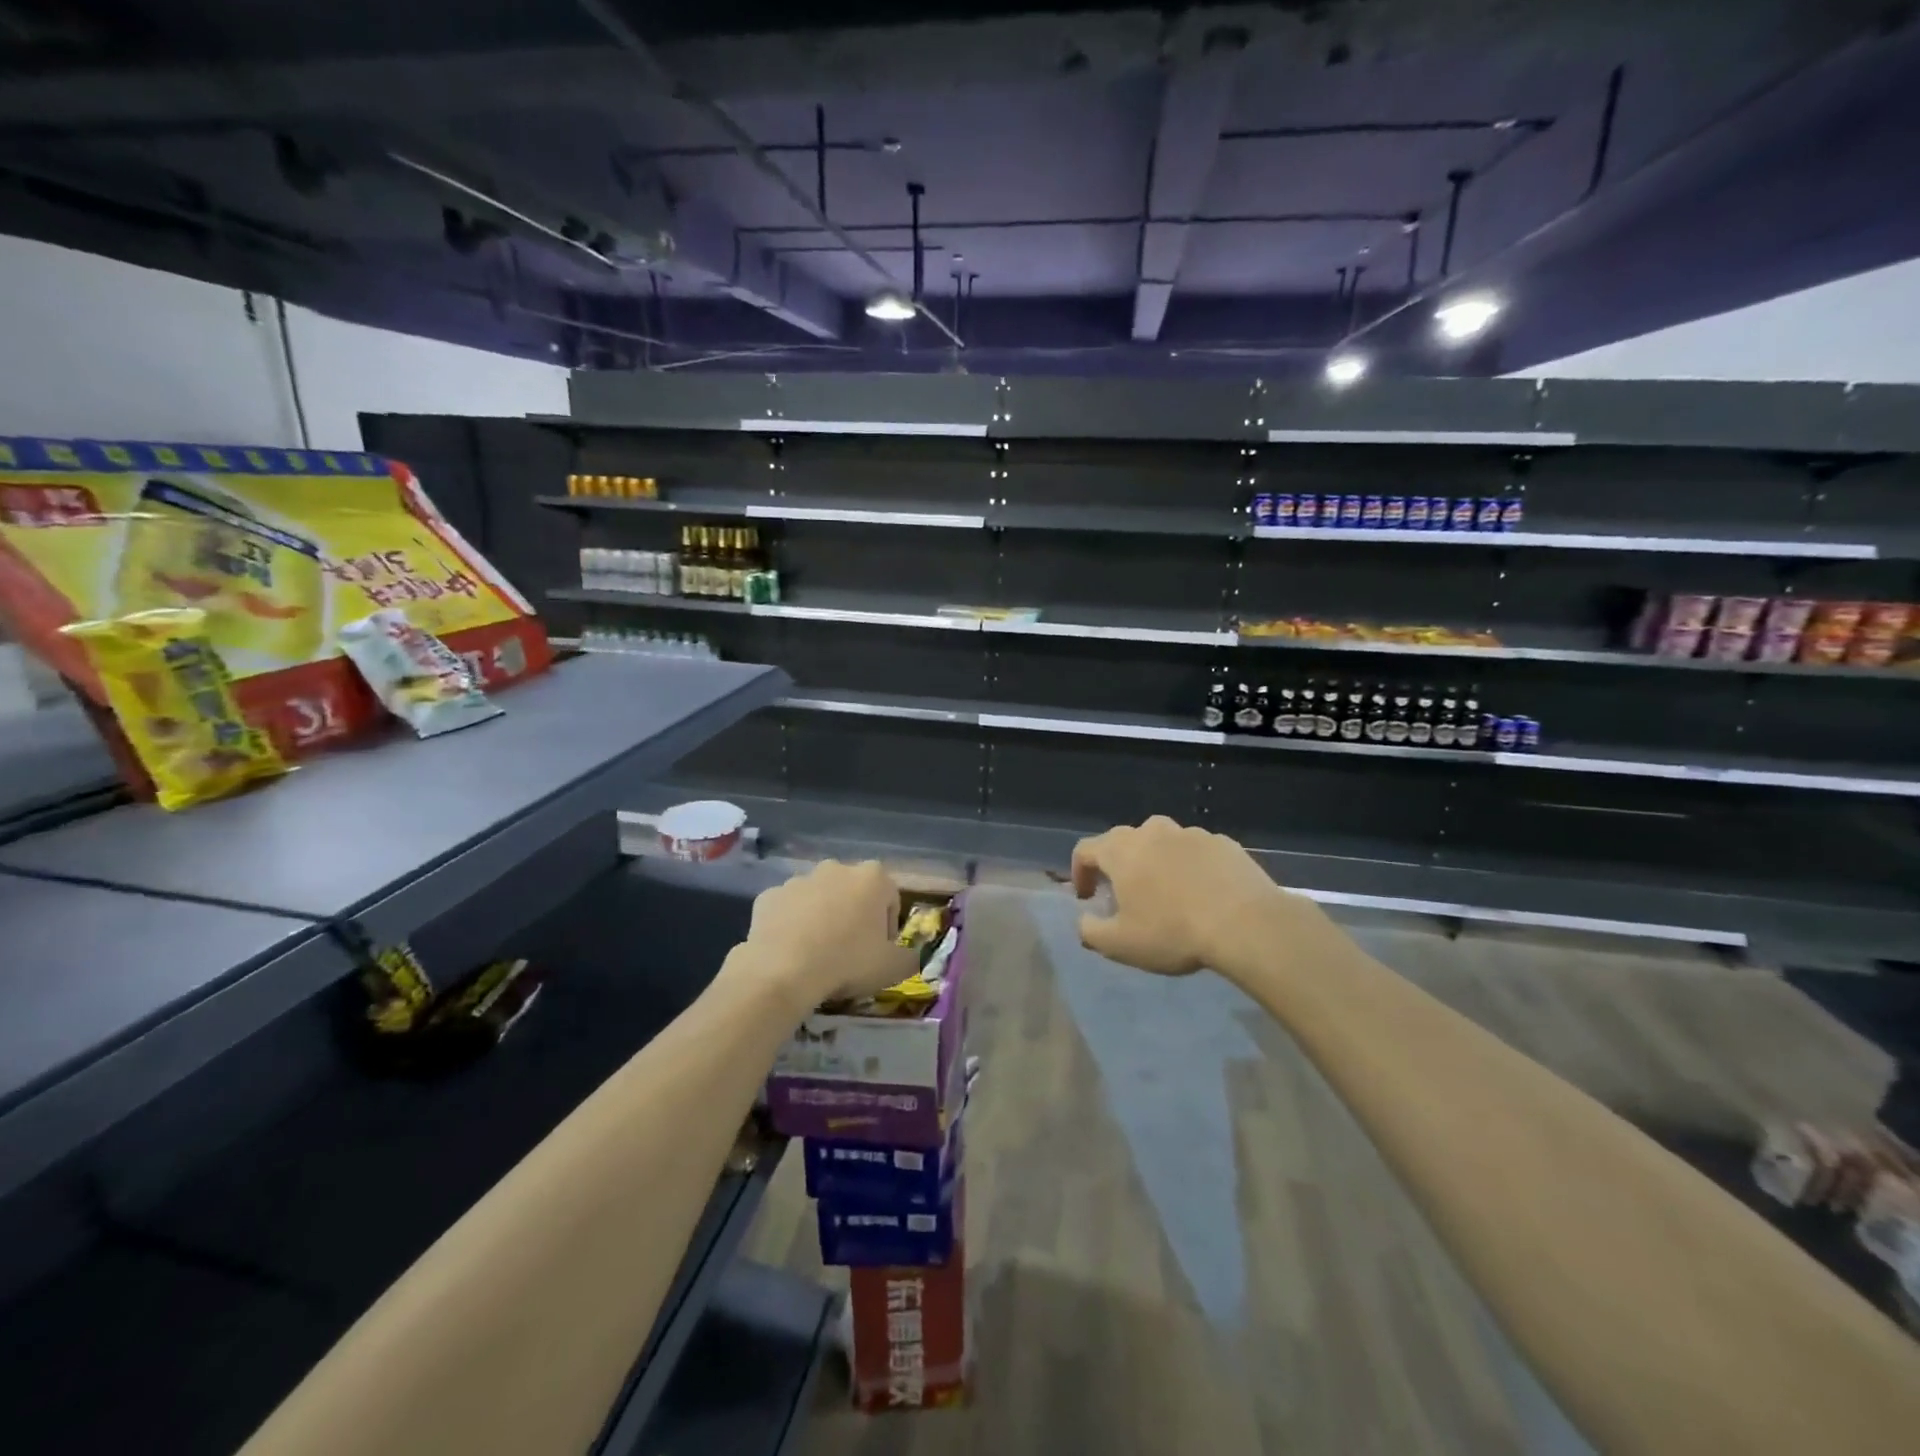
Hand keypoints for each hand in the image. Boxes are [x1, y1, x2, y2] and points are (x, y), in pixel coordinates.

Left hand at [737, 860, 920, 1008]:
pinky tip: (790, 950)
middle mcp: (836, 868)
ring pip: (819, 898)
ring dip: (822, 917)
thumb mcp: (893, 969)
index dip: (887, 927)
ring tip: (817, 953)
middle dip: (853, 916)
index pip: (890, 898)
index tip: (878, 952)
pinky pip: (787, 909)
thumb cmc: (848, 962)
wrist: (783, 972)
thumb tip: (910, 957)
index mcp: (873, 878)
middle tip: (849, 952)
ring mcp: (799, 879)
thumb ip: (910, 958)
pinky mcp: (769, 895)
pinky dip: (791, 924)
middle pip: (853, 892)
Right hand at [1071, 815, 1324, 979]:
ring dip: (1156, 862)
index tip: (1087, 898)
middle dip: (1119, 865)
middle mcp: (1152, 831)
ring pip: (1163, 842)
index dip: (1079, 872)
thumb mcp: (1120, 944)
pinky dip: (1191, 866)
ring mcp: (1191, 833)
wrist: (1246, 924)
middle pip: (1124, 841)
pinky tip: (1203, 893)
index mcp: (1121, 850)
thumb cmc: (1173, 932)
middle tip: (1126, 895)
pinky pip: (1196, 852)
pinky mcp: (1224, 842)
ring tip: (1167, 892)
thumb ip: (1090, 931)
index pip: (1085, 850)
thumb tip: (1084, 921)